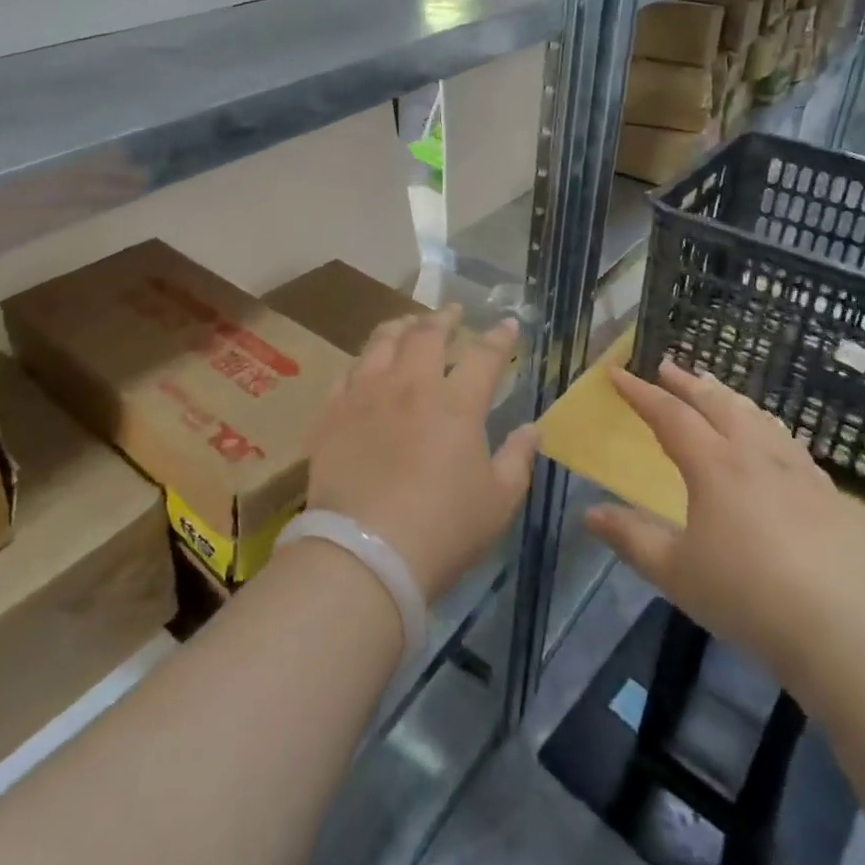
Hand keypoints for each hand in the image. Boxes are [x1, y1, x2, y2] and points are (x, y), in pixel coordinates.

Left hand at [303, 307, 536, 601]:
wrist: (364, 552)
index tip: (507, 324)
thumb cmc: (442, 530)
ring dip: (401, 327)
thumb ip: (517, 459)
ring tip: (409, 324)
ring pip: (382, 342)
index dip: (499, 337)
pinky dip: (363, 362)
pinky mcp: (332, 412)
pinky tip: (366, 365)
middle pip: (428, 334)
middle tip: (454, 312)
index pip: (484, 356)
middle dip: (445, 317)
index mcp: (456, 404)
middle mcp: (410, 385)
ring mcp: (366, 394)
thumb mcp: (498, 502)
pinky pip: (347, 373)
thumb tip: (532, 428)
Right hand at [586, 360, 864, 694]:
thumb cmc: (751, 597)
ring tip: (718, 390)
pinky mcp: (834, 498)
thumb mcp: (677, 573)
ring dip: (731, 398)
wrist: (856, 631)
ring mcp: (801, 474)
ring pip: (759, 418)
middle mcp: (756, 456)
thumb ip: (631, 539)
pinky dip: (769, 428)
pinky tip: (776, 443)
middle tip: (668, 366)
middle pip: (718, 404)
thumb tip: (589, 514)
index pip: (669, 415)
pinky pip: (791, 445)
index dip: (641, 393)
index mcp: (714, 465)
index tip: (618, 373)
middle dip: (688, 383)